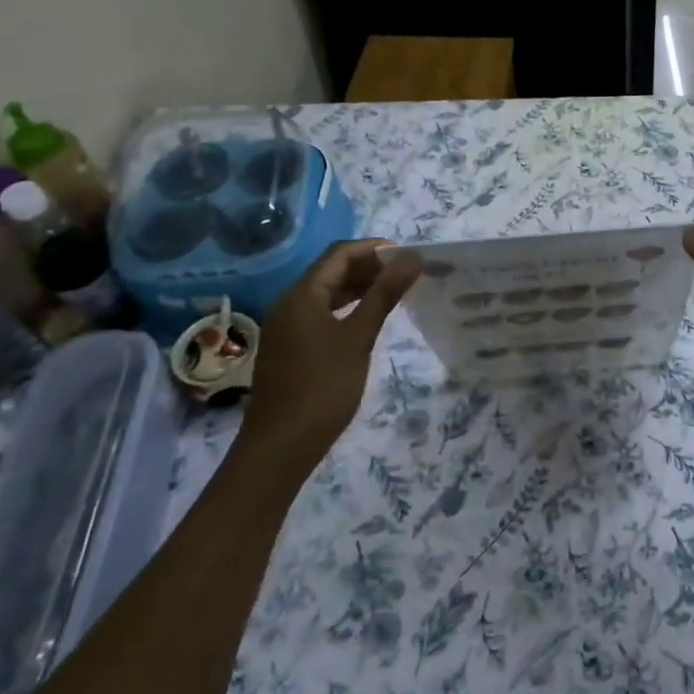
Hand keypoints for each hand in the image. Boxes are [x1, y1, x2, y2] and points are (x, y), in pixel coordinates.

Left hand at [244, 239, 421, 457]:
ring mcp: (286, 326)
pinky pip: (320, 313)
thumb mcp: (359, 337)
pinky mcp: (290, 346)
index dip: (374, 248)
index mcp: (302, 294)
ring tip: (394, 293)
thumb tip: (412, 258)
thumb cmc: (323, 387)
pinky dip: (346, 308)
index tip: (407, 256)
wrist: (281, 445)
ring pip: (325, 292)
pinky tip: (367, 319)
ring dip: (358, 287)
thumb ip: (384, 295)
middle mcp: (289, 303)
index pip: (339, 253)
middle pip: (331, 270)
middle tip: (406, 275)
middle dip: (368, 266)